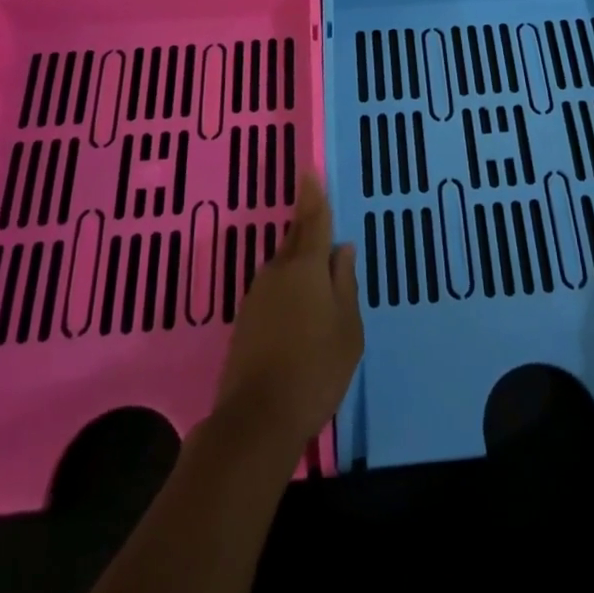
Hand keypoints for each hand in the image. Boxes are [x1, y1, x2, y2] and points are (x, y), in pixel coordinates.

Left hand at [214, 172, 362, 452]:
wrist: (257, 420)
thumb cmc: (316, 368)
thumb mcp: (347, 328)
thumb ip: (344, 284)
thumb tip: (342, 249)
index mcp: (305, 267)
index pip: (312, 221)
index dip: (313, 196)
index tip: (309, 172)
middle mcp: (276, 272)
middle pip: (295, 242)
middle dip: (308, 230)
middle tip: (323, 223)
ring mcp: (256, 297)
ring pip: (284, 268)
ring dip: (300, 266)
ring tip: (319, 279)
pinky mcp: (245, 321)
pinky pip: (274, 291)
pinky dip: (289, 290)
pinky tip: (300, 310)